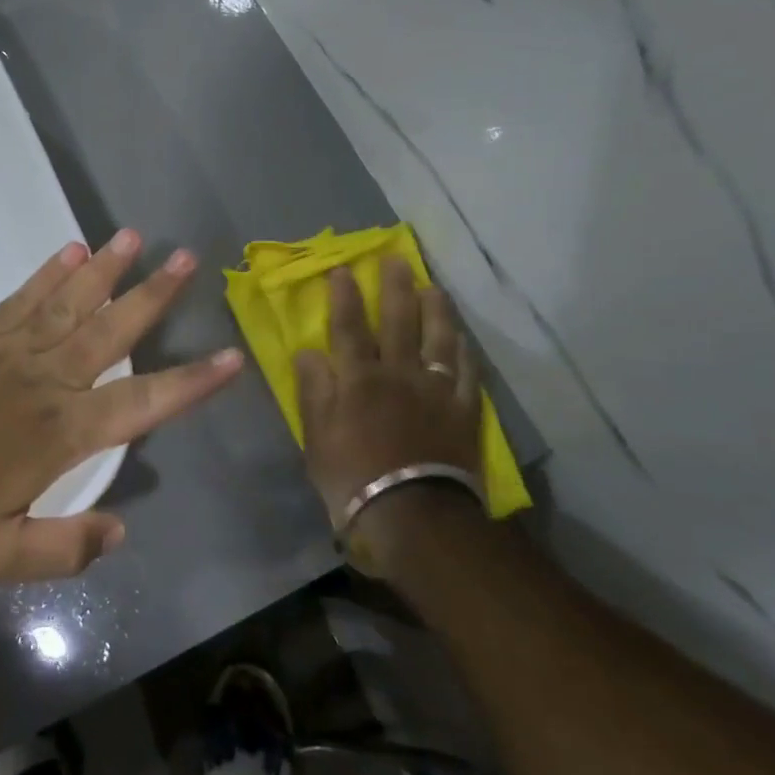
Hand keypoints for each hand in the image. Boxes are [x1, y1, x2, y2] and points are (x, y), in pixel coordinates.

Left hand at [0, 230, 243, 581]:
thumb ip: (63, 549)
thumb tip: (120, 532)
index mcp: (62, 433)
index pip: (141, 403)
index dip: (190, 382)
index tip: (231, 356)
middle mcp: (49, 380)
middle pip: (112, 332)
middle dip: (154, 296)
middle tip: (188, 259)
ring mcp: (15, 350)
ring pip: (72, 302)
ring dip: (107, 269)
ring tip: (136, 237)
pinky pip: (25, 297)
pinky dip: (49, 273)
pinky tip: (73, 249)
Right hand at [292, 258, 481, 524]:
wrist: (414, 516)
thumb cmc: (352, 479)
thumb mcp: (315, 438)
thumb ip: (313, 390)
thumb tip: (308, 350)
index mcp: (358, 379)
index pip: (349, 327)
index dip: (345, 296)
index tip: (343, 268)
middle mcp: (398, 374)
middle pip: (398, 322)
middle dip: (395, 287)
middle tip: (396, 258)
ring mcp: (435, 392)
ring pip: (438, 340)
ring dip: (436, 310)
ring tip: (433, 286)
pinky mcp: (463, 413)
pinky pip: (466, 374)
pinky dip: (464, 353)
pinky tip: (462, 339)